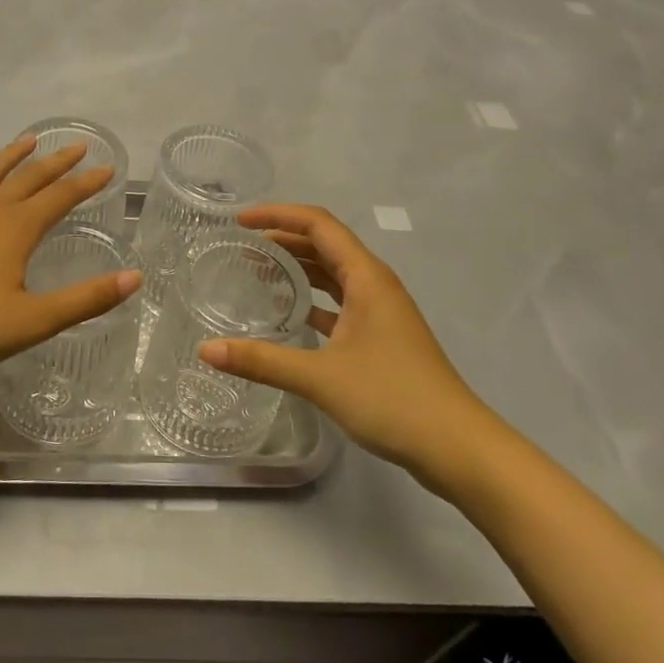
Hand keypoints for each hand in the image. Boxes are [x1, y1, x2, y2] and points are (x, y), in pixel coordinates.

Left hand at [0, 136, 140, 384]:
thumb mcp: (35, 320)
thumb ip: (87, 298)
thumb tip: (136, 278)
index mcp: (18, 229)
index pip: (62, 197)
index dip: (86, 183)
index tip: (107, 169)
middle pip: (30, 178)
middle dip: (57, 162)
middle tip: (77, 146)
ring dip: (12, 155)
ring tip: (29, 139)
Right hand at [197, 204, 507, 499]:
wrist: (457, 447)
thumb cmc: (392, 399)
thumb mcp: (320, 377)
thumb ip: (261, 360)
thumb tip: (206, 350)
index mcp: (366, 277)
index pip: (318, 224)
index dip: (278, 215)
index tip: (240, 221)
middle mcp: (375, 284)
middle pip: (325, 244)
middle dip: (283, 238)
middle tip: (241, 246)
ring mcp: (381, 311)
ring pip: (333, 273)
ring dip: (298, 267)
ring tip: (257, 270)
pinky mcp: (382, 337)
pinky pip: (340, 301)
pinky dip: (312, 298)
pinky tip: (288, 313)